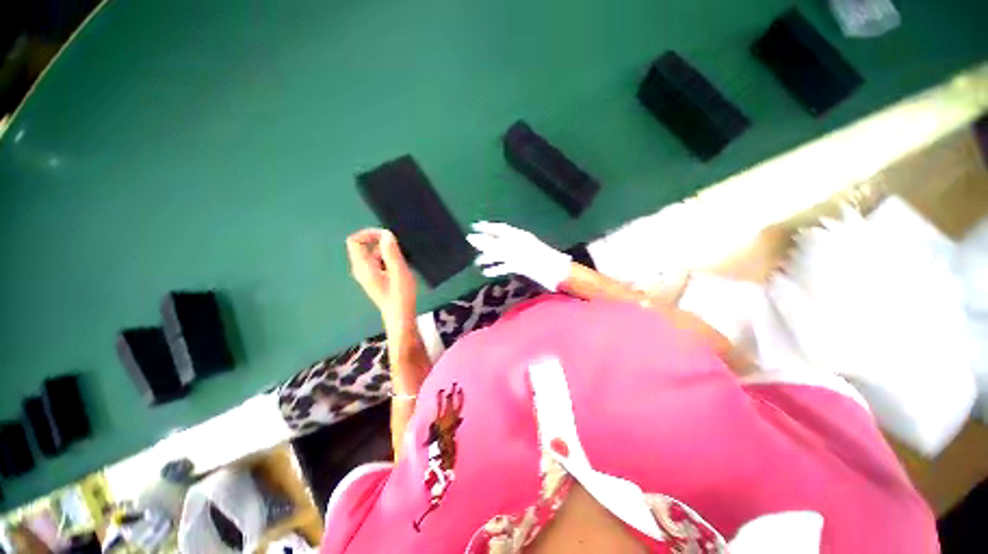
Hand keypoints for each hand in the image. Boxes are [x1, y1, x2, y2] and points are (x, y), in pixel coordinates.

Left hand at [346, 229, 416, 326]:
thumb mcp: (399, 271)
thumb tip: (386, 234)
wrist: (400, 315)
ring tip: (401, 262)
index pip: (355, 241)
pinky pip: (377, 261)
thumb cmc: (400, 296)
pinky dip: (387, 259)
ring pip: (373, 254)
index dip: (369, 233)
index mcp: (363, 267)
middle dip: (381, 243)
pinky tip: (399, 268)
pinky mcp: (374, 278)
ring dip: (386, 252)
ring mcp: (367, 275)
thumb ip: (391, 252)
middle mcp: (361, 269)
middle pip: (364, 246)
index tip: (386, 236)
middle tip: (398, 249)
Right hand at [466, 221, 571, 290]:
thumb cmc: (536, 259)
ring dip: (489, 257)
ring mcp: (520, 255)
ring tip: (477, 262)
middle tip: (471, 243)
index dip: (486, 227)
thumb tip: (474, 239)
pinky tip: (487, 272)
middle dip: (484, 243)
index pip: (499, 228)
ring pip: (501, 254)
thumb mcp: (513, 250)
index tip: (474, 226)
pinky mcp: (523, 266)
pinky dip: (496, 268)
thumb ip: (494, 245)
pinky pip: (506, 265)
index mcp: (518, 236)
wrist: (555, 272)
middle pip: (498, 241)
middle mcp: (518, 244)